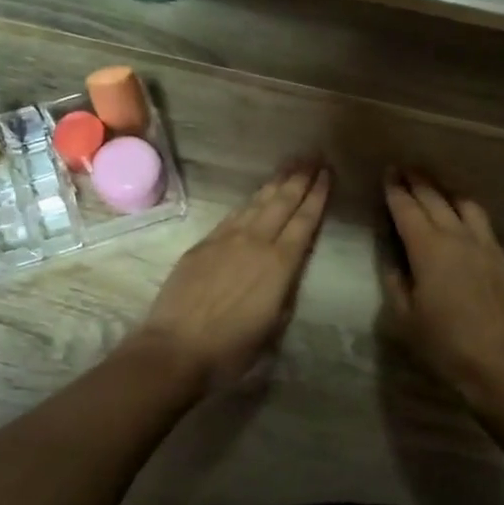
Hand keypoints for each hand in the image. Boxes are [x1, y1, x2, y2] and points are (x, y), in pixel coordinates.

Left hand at [134, 164, 331, 388]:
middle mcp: (256, 242)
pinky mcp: (204, 244)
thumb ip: (285, 290)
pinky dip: (250, 201)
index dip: (317, 196)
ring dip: (276, 182)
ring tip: (290, 165)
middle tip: (313, 156)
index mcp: (280, 264)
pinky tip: (256, 195)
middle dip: (300, 178)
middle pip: (282, 202)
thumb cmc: (231, 348)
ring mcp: (227, 239)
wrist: (176, 348)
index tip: (327, 174)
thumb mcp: (273, 325)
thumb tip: (288, 268)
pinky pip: (234, 214)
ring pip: (257, 203)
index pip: (304, 221)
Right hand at [379, 168, 503, 414]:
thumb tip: (395, 260)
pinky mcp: (503, 258)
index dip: (395, 190)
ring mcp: (485, 245)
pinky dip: (466, 209)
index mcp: (428, 250)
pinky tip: (462, 215)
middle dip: (417, 181)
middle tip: (405, 167)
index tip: (388, 173)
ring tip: (434, 184)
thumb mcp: (405, 318)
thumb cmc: (446, 345)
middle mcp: (457, 237)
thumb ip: (396, 283)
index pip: (407, 209)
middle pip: (435, 199)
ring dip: (445, 190)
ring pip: (464, 204)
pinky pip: (482, 222)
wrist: (503, 365)